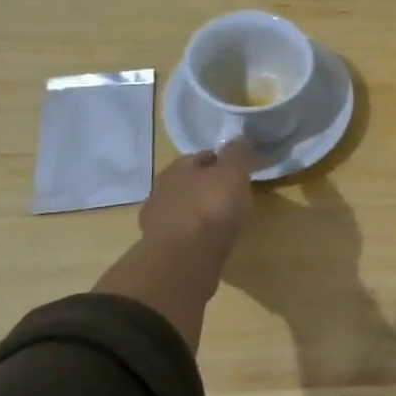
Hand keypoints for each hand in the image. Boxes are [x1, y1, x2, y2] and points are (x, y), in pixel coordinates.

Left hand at [135, 140, 255, 273]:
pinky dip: (193, 234)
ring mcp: (157, 219)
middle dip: (207, 186)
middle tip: (230, 196)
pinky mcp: (160, 246)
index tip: (237, 172)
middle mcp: (162, 189)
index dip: (220, 162)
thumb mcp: (233, 173)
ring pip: (183, 208)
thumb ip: (236, 153)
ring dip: (198, 211)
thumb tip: (238, 137)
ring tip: (221, 221)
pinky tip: (207, 241)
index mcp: (179, 167)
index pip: (201, 157)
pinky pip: (181, 233)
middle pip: (189, 182)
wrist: (184, 257)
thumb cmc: (211, 207)